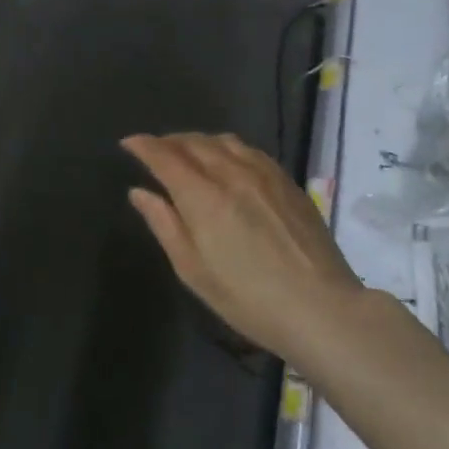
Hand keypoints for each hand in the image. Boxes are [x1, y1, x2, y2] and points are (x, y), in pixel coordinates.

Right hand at [124, 133, 365, 370]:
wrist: (320, 307)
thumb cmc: (246, 298)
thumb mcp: (193, 270)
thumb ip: (164, 224)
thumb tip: (140, 193)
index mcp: (203, 197)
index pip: (165, 157)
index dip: (144, 146)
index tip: (128, 143)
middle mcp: (233, 174)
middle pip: (194, 143)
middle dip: (168, 141)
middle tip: (153, 149)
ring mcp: (265, 175)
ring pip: (224, 141)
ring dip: (199, 141)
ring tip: (187, 152)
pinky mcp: (288, 182)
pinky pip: (250, 151)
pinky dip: (228, 147)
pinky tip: (227, 161)